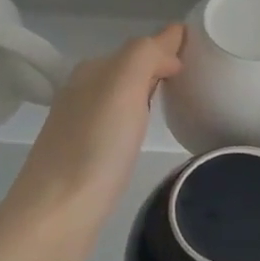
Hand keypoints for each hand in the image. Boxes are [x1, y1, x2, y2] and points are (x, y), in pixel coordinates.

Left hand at [0, 24, 184, 260]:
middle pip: (131, 67)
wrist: (54, 216)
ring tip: (180, 98)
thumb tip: (171, 49)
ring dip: (148, 89)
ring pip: (122, 94)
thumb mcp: (122, 86)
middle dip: (161, 64)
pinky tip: (146, 130)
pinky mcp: (83, 156)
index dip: (171, 44)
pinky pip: (118, 121)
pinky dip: (136, 116)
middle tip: (200, 73)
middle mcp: (83, 91)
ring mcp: (80, 125)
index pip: (141, 46)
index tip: (205, 52)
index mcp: (93, 71)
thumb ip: (146, 54)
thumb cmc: (94, 148)